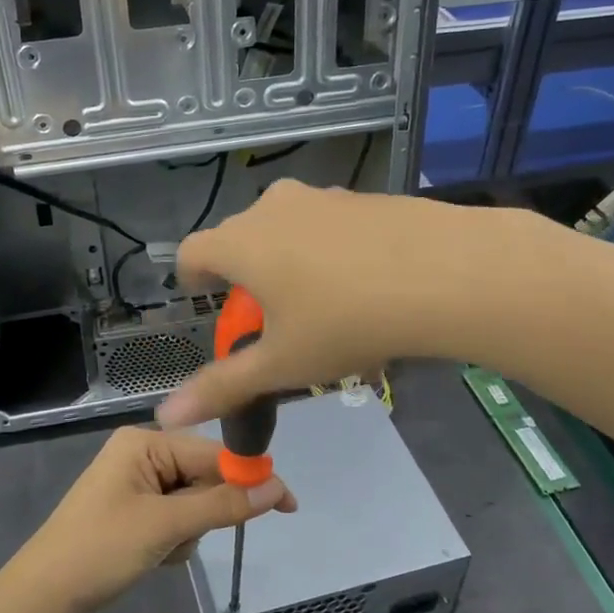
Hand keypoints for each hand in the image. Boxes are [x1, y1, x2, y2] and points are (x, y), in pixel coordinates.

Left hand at [0, 427, 294, 612]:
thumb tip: (277, 489)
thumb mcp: (165, 525)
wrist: (42, 600)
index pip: (212, 453)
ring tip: (159, 551)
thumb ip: (222, 505)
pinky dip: (173, 542)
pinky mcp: (132, 516)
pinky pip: (173, 521)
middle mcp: (140, 456)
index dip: (249, 477)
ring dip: (187, 532)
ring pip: (192, 504)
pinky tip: (152, 558)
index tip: (287, 503)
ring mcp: (135, 487)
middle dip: (203, 513)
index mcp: (143, 443)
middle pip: (202, 477)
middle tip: (184, 538)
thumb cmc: (100, 550)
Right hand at [158, 180, 470, 428]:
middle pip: (239, 240)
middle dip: (244, 277)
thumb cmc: (345, 321)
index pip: (191, 253)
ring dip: (288, 262)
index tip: (211, 305)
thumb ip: (223, 387)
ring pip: (286, 230)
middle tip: (271, 319)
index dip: (193, 281)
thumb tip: (168, 415)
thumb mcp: (282, 364)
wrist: (444, 273)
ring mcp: (321, 197)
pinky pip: (327, 226)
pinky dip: (329, 251)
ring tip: (321, 306)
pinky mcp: (363, 198)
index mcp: (241, 242)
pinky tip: (364, 285)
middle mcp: (272, 208)